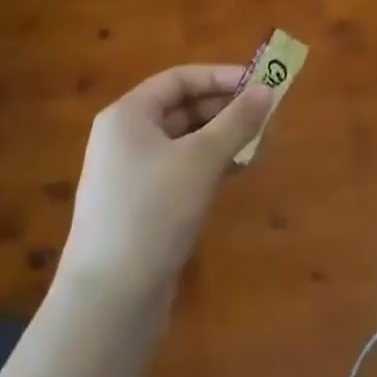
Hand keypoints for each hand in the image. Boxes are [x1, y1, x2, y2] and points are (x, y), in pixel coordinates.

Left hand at [58, 65, 272, 301]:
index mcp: (128, 115)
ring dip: (221, 138)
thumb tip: (267, 90)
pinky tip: (237, 171)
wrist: (109, 299)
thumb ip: (236, 121)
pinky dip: (208, 165)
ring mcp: (130, 175)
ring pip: (183, 142)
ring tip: (260, 142)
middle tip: (267, 115)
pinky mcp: (140, 207)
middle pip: (181, 108)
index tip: (259, 84)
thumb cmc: (153, 211)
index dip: (220, 77)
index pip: (178, 79)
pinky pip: (180, 170)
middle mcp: (125, 138)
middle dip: (224, 108)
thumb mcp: (201, 159)